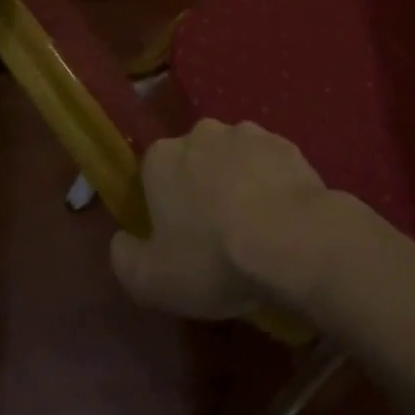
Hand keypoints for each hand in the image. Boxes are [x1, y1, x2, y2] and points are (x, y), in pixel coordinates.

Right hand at [109, 119, 332, 319]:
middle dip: (201, 188)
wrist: (292, 238)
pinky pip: (269, 164)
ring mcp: (248, 133)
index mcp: (162, 158)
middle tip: (215, 234)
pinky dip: (271, 183)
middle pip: (194, 161)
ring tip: (253, 226)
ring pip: (234, 159)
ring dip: (238, 182)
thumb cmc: (213, 258)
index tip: (177, 237)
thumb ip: (125, 258)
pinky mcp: (286, 143)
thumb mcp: (151, 281)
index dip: (162, 206)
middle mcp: (202, 133)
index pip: (152, 175)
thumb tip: (122, 241)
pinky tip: (281, 217)